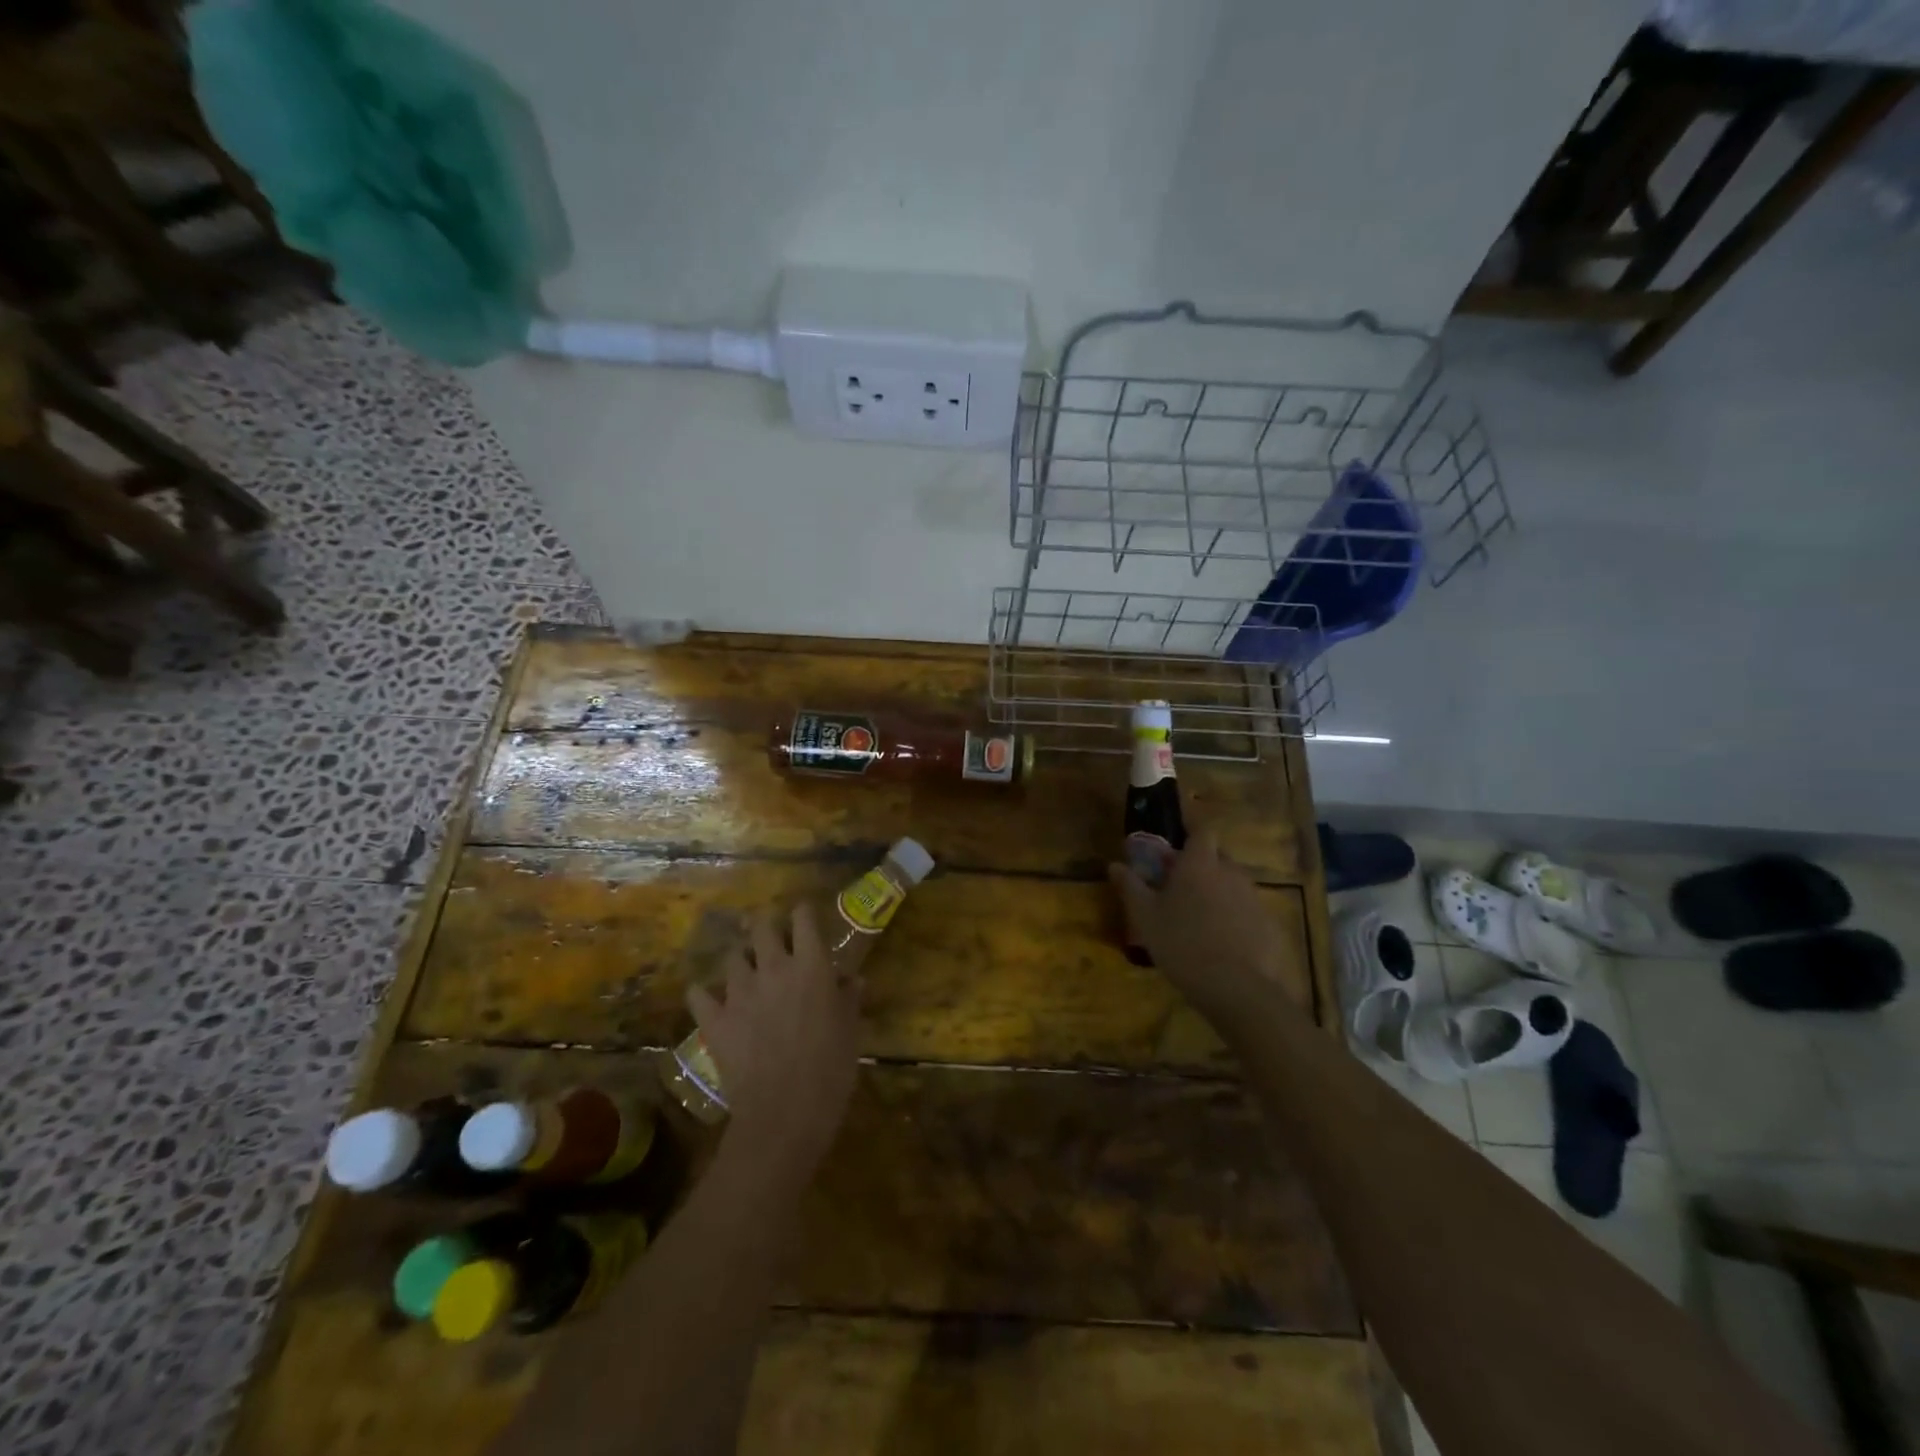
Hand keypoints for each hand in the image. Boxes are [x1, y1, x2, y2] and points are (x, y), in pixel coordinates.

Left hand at [687, 903, 860, 1177]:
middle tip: (774, 943)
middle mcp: (773, 967)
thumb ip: (849, 998)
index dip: (803, 914)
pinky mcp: (714, 1019)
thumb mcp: (851, 1030)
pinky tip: (711, 1001)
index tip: (806, 918)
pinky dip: (704, 994)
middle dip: (767, 929)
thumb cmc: (831, 1069)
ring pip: (733, 957)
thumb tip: (852, 979)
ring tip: (747, 975)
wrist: (785, 1113)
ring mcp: (739, 992)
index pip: (803, 917)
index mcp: (811, 965)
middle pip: (762, 927)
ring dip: (741, 961)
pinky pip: (699, 993)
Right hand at [1109, 828, 1291, 1021]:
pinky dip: (1235, 918)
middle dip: (1201, 865)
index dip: (1191, 829)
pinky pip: (1248, 911)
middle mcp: (1231, 872)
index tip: (1179, 836)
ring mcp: (1254, 899)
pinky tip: (1223, 943)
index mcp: (1199, 864)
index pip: (1201, 830)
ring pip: (1233, 884)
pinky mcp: (1269, 925)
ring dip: (1218, 892)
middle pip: (1217, 857)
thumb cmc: (1181, 943)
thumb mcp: (1145, 917)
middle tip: (1180, 885)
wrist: (1237, 989)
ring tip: (1199, 918)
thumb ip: (1130, 887)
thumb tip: (1115, 865)